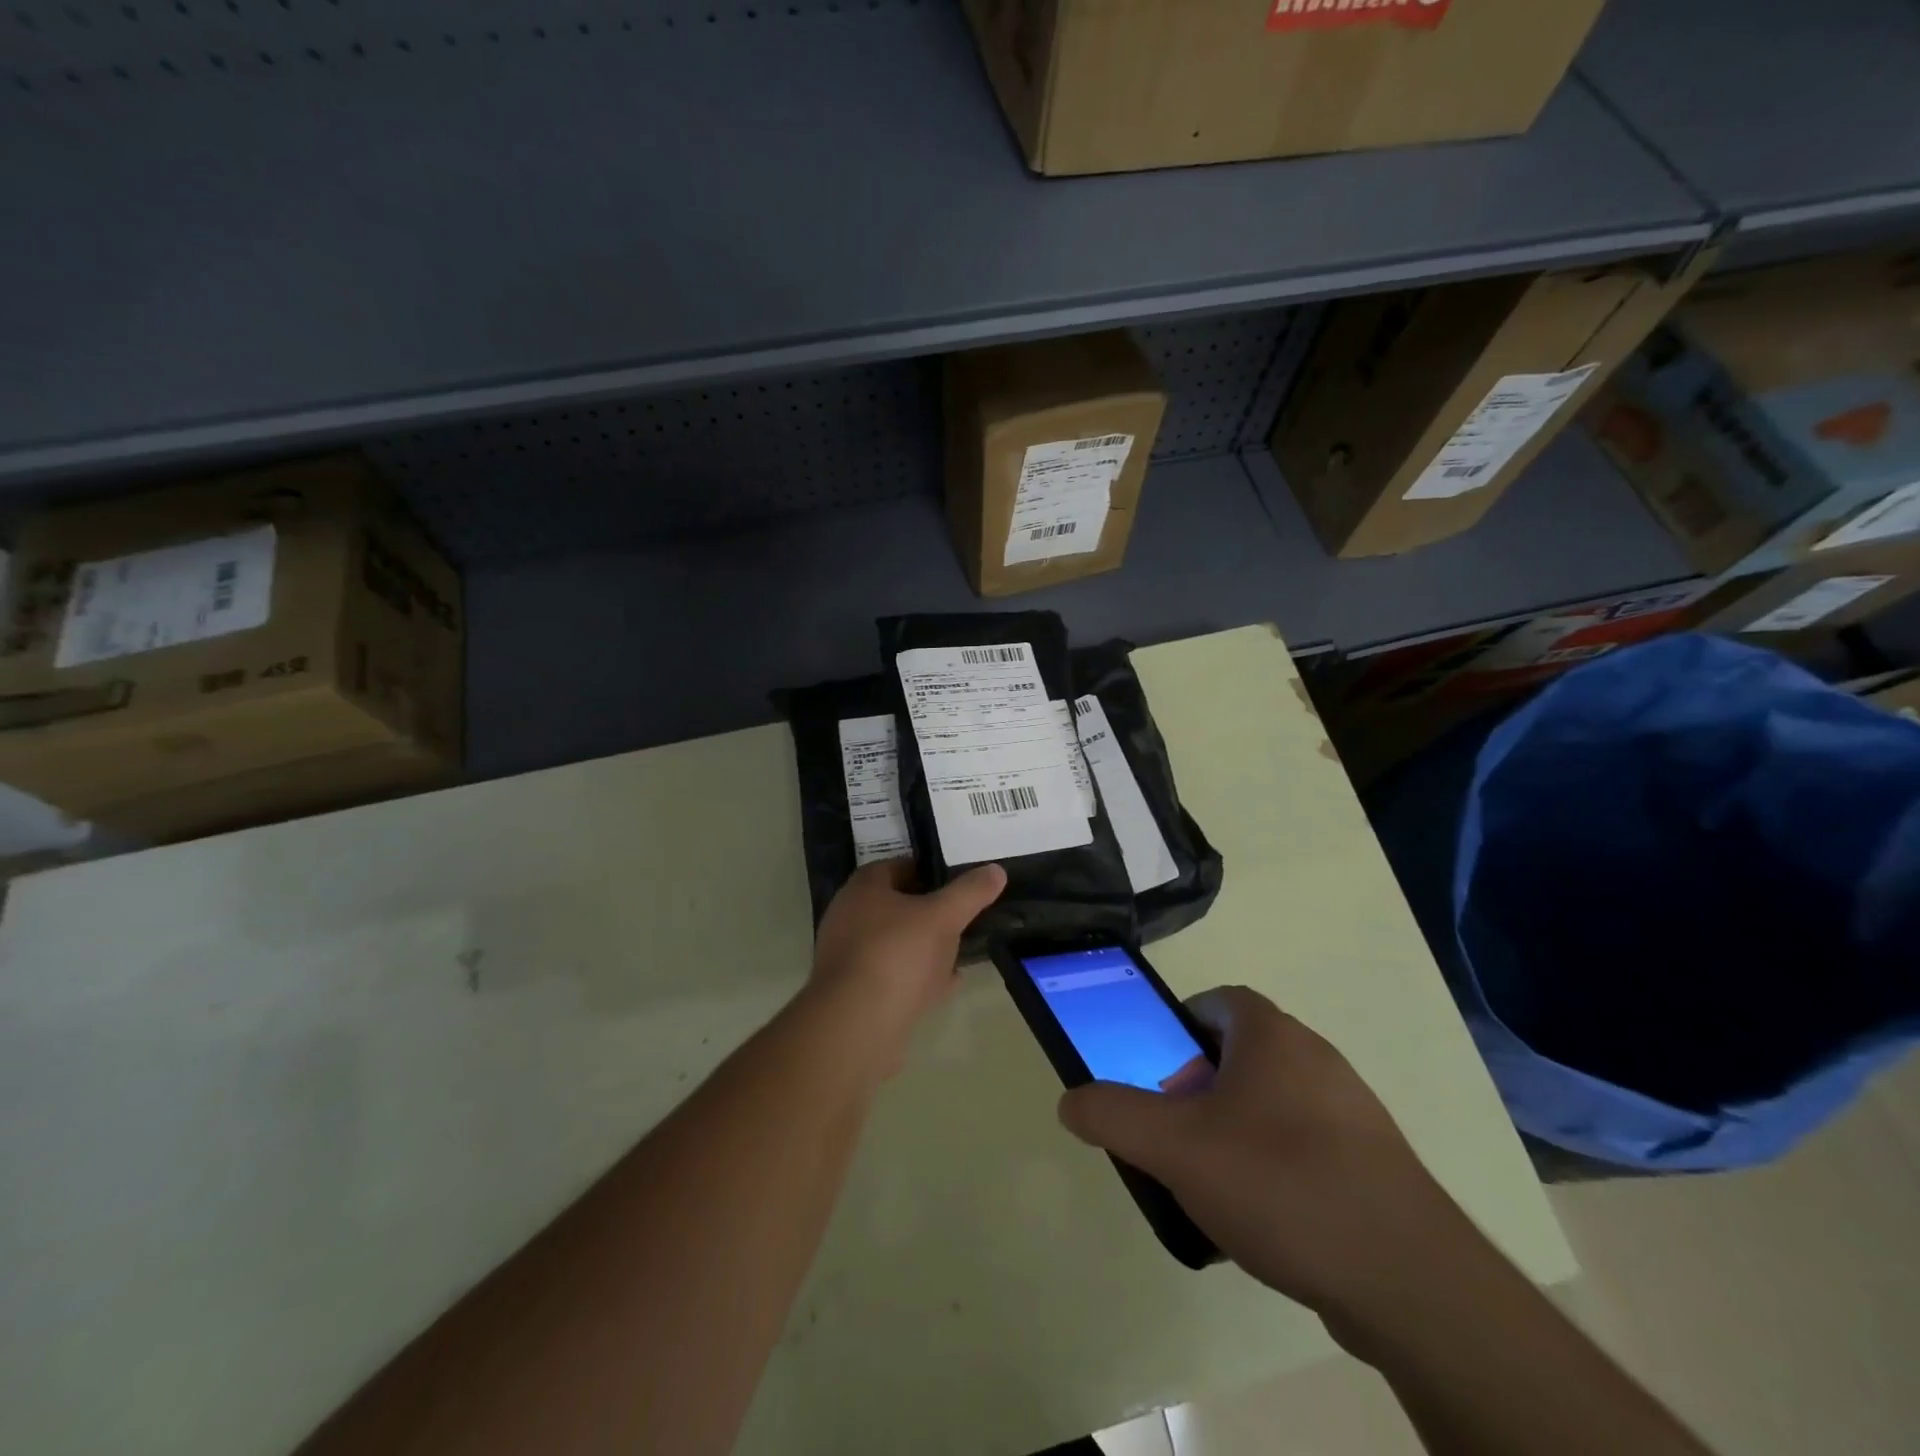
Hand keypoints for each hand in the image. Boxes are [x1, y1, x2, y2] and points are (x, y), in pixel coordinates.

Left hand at [808, 859, 1007, 1068]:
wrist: (855, 1025)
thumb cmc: (897, 954)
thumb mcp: (943, 916)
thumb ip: (970, 892)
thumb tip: (996, 870)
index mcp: (863, 889)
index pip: (899, 867)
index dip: (930, 872)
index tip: (959, 884)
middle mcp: (848, 918)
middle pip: (897, 908)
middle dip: (930, 914)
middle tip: (963, 920)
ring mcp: (848, 958)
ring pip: (896, 944)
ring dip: (925, 949)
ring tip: (960, 954)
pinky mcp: (854, 994)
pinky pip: (892, 978)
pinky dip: (918, 978)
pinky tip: (946, 986)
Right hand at [1057, 986, 1478, 1327]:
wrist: (1408, 1280)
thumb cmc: (1280, 1182)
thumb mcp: (1175, 1146)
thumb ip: (1113, 1115)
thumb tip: (1071, 1100)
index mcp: (1272, 1035)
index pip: (1218, 1001)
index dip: (1180, 1027)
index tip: (1158, 1071)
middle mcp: (1317, 1058)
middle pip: (1242, 1053)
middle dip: (1200, 1086)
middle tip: (1176, 1132)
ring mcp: (1353, 1111)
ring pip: (1274, 1103)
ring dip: (1237, 1129)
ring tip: (1213, 1183)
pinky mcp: (1375, 1164)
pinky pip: (1308, 1146)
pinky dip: (1277, 1167)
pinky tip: (1265, 1220)